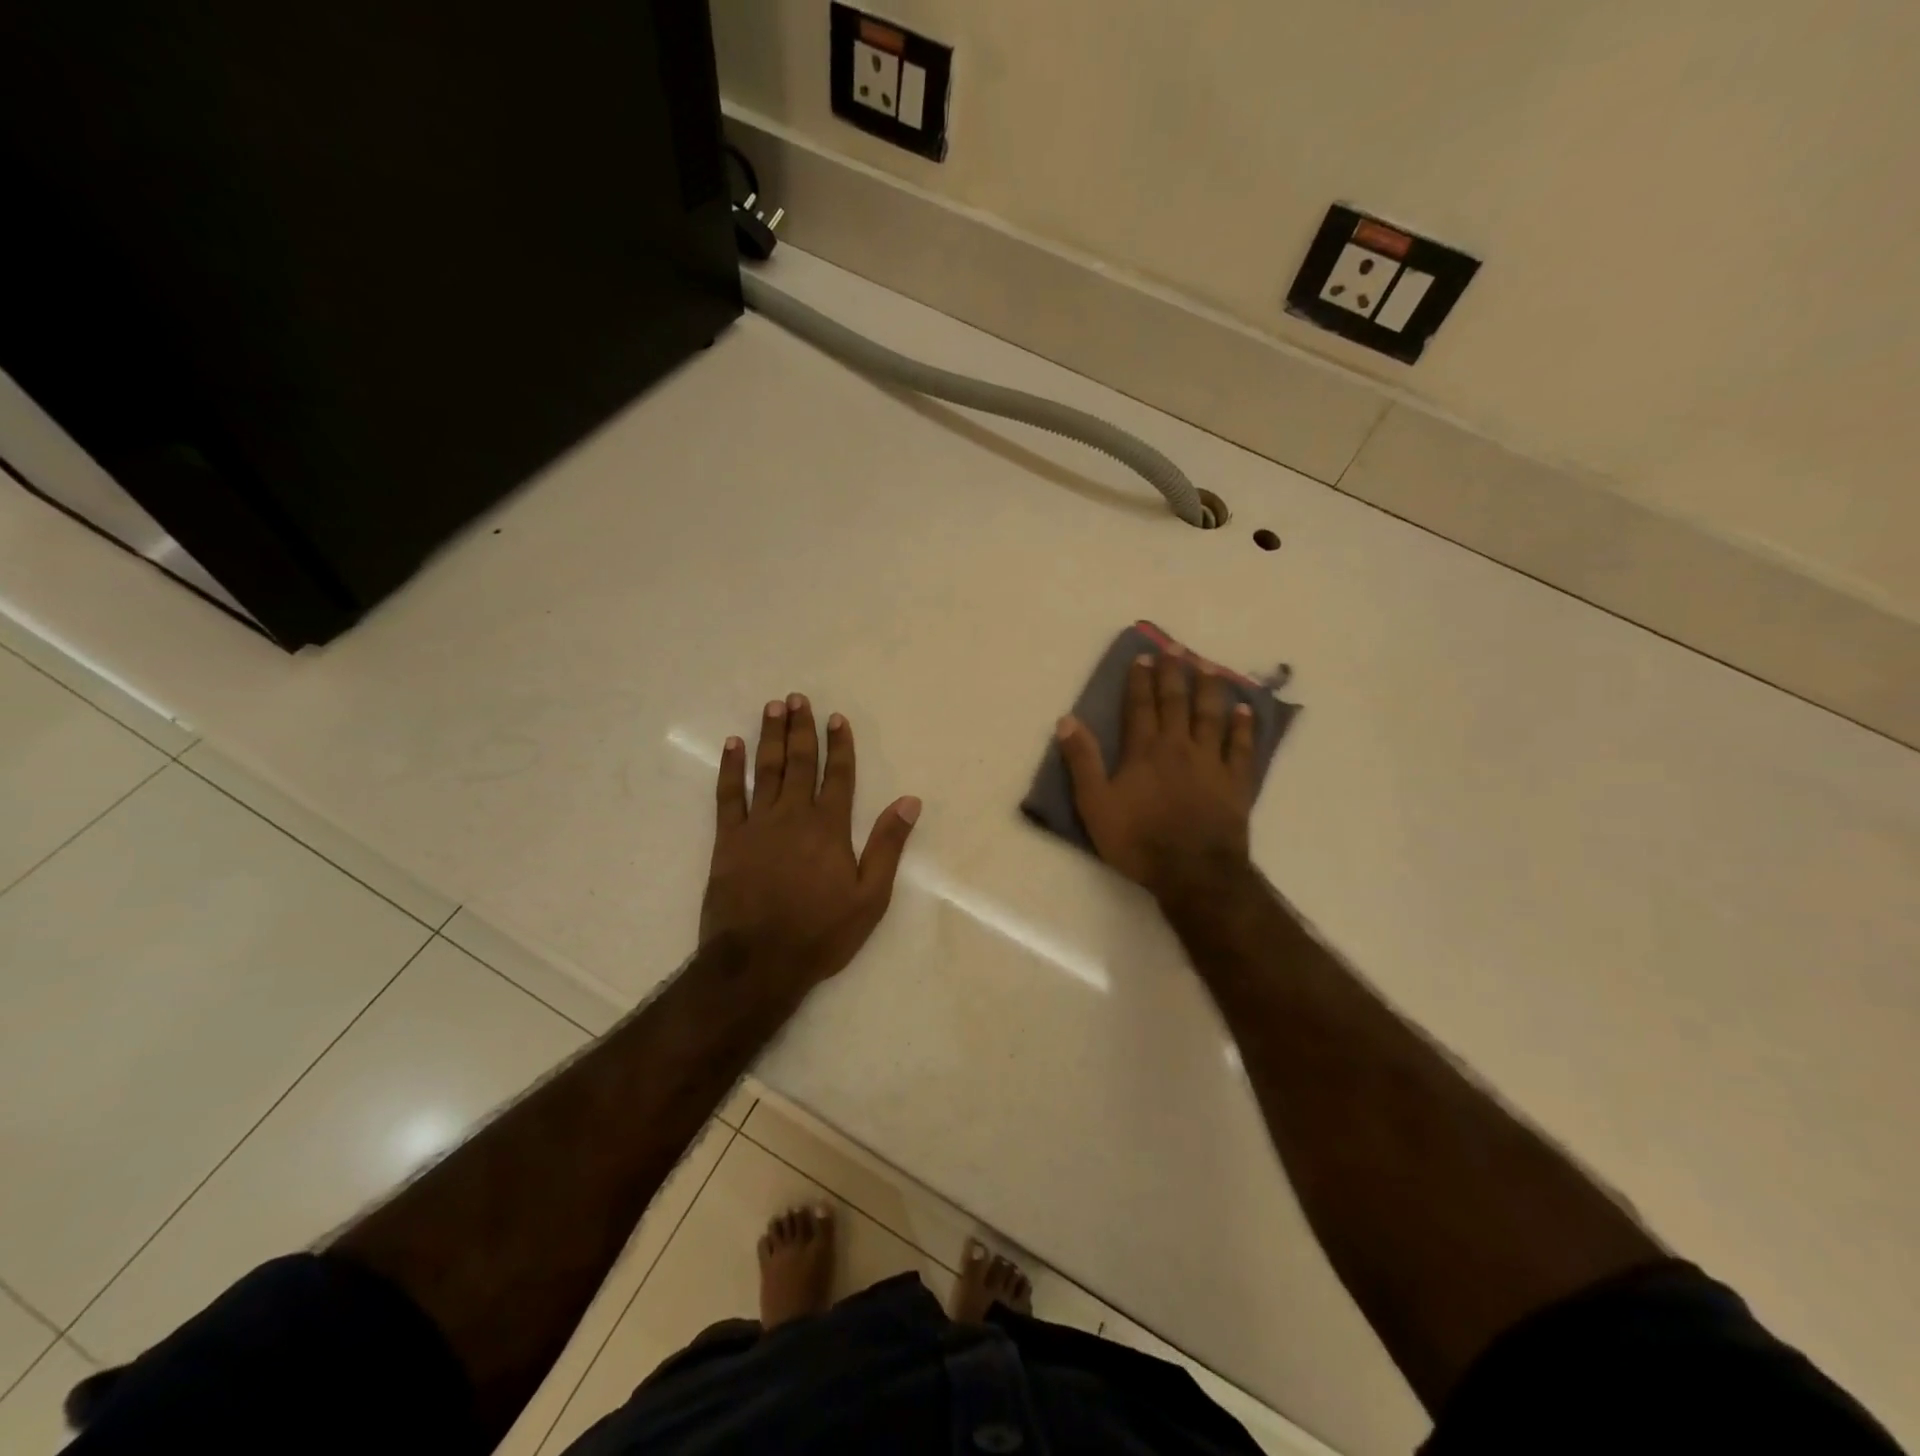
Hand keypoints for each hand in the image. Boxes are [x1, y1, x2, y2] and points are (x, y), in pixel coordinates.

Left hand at [702, 693, 920, 990]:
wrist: (757, 962)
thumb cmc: (820, 933)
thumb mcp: (870, 897)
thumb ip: (887, 845)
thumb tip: (909, 801)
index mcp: (829, 827)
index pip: (838, 775)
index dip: (839, 745)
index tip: (837, 718)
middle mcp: (793, 815)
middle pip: (800, 763)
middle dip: (802, 728)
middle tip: (798, 698)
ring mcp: (757, 825)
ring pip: (766, 770)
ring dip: (770, 737)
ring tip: (773, 707)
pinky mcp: (728, 840)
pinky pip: (728, 795)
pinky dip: (730, 768)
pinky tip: (733, 745)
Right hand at [1057, 652, 1256, 899]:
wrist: (1193, 872)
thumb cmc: (1139, 840)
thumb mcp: (1095, 805)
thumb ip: (1082, 761)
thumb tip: (1067, 720)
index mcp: (1144, 751)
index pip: (1140, 706)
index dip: (1141, 680)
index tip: (1144, 657)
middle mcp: (1179, 747)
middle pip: (1176, 702)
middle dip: (1174, 673)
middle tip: (1176, 647)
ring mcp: (1212, 762)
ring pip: (1211, 716)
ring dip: (1209, 689)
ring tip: (1209, 666)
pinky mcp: (1236, 782)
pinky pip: (1242, 747)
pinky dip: (1245, 726)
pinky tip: (1246, 710)